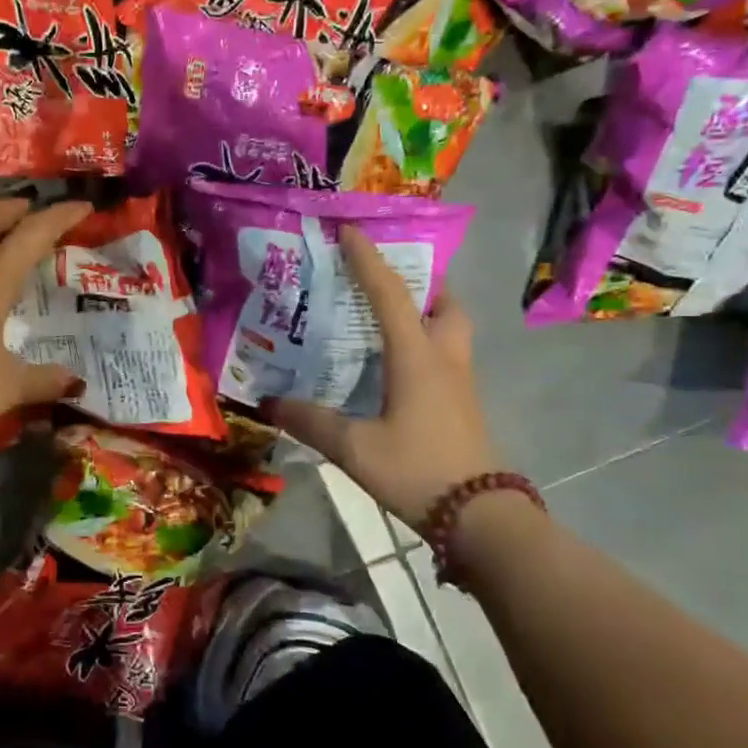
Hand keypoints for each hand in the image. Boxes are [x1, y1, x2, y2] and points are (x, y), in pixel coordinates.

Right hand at [266, 226, 500, 530]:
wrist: (480, 517)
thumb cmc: (417, 471)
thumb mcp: (353, 448)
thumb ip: (310, 421)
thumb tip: (268, 402)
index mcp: (417, 357)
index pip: (391, 295)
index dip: (369, 260)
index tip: (351, 230)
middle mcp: (444, 359)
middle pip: (444, 304)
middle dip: (421, 283)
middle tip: (386, 282)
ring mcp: (460, 383)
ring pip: (451, 329)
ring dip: (427, 313)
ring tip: (388, 319)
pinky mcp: (462, 405)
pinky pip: (446, 356)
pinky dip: (425, 344)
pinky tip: (396, 366)